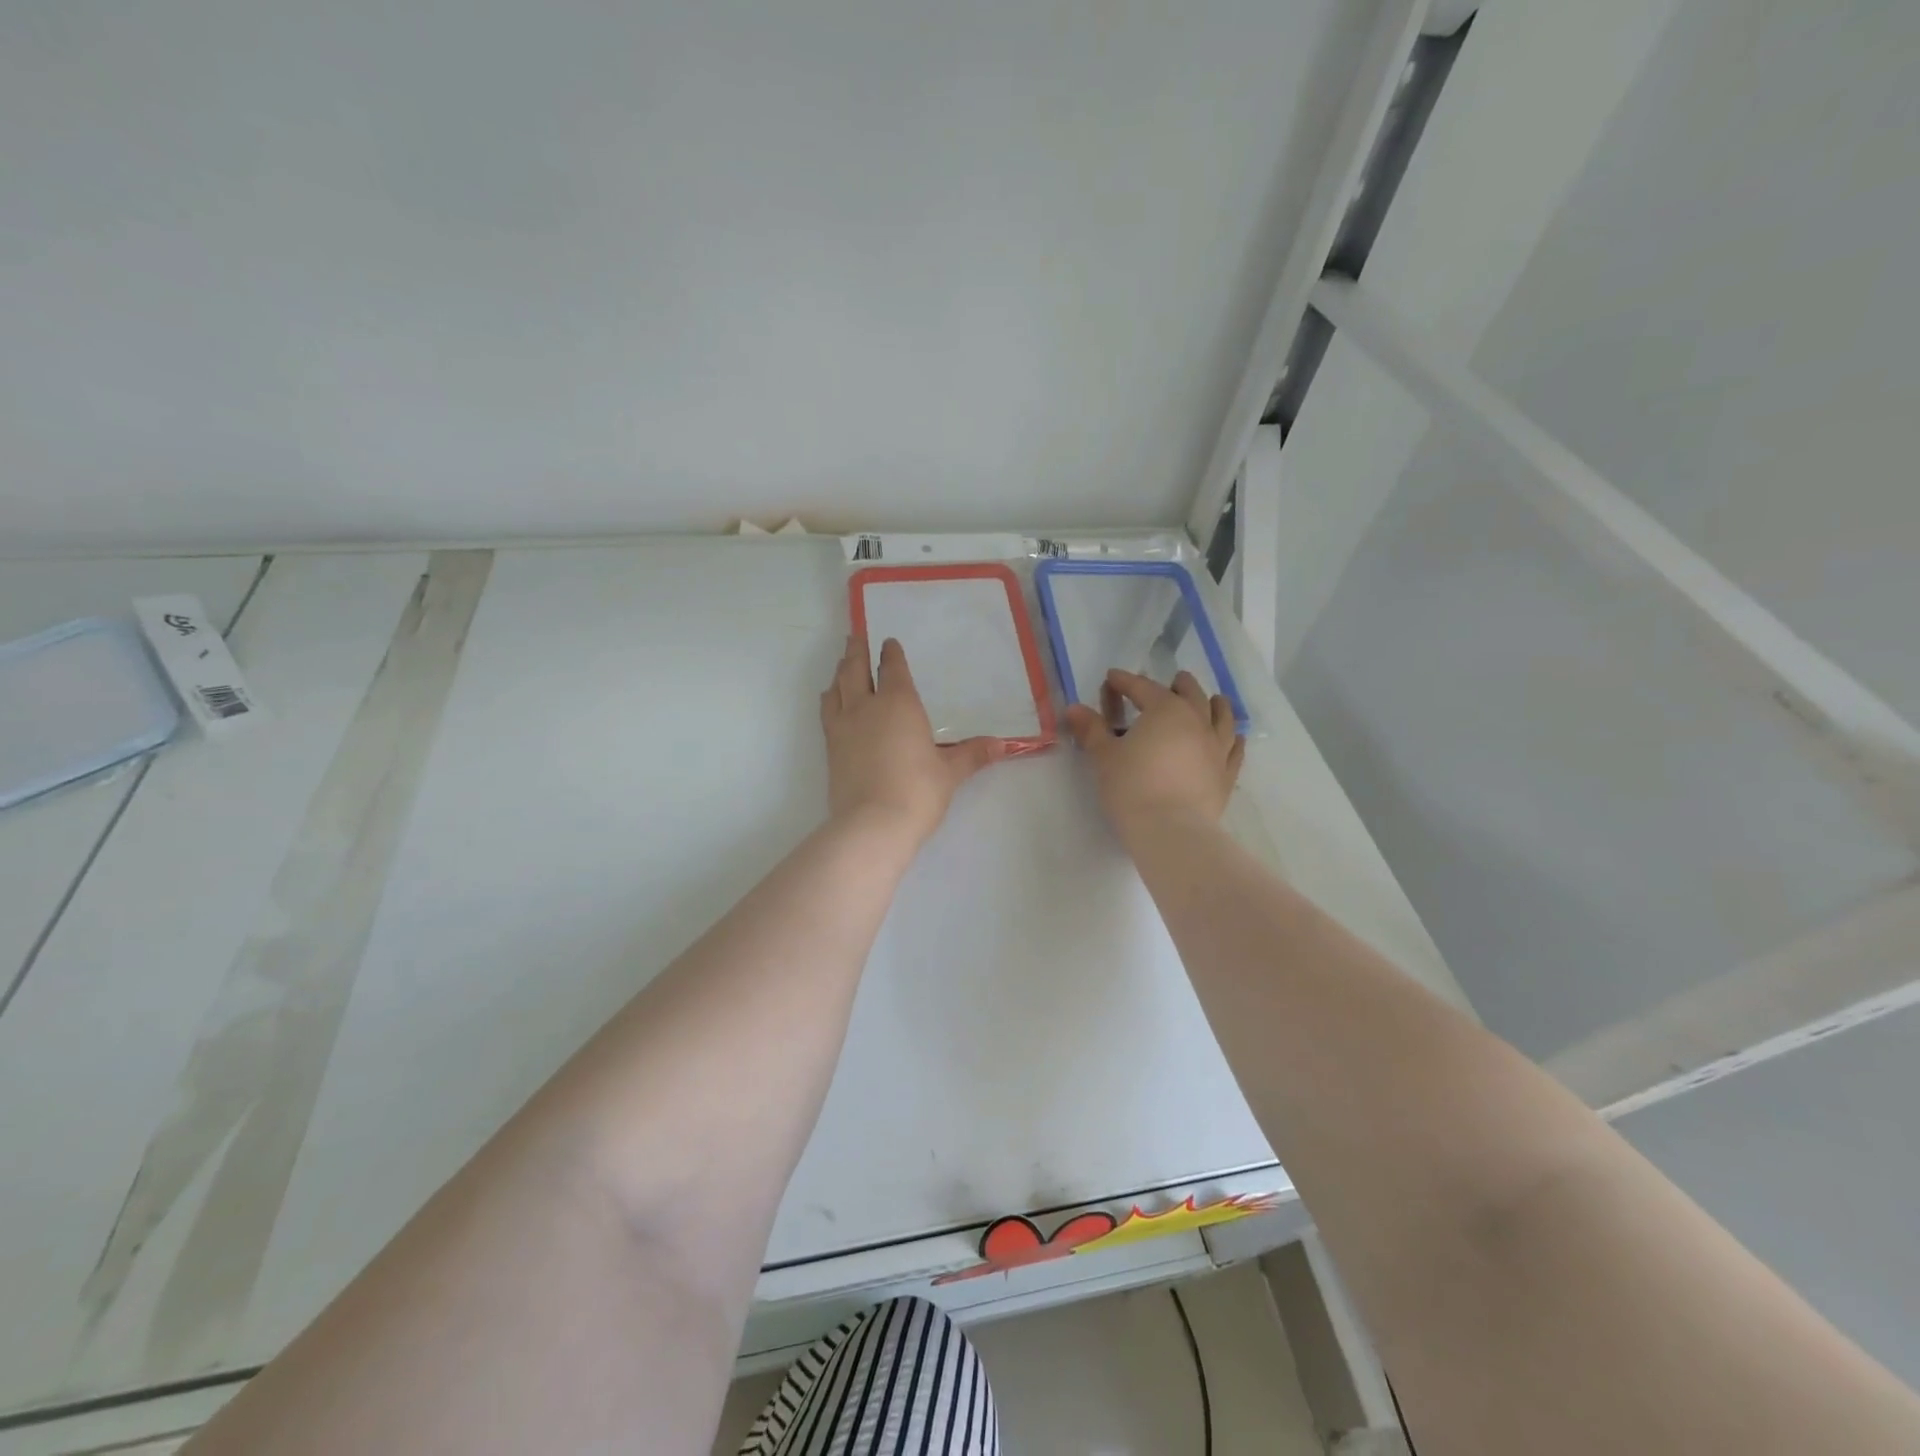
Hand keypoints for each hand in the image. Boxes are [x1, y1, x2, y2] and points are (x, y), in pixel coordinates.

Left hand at [820, 634, 1004, 845]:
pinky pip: (827, 712)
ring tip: (842, 666)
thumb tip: (1001, 745)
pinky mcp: (830, 748)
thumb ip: (972, 754)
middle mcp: (866, 706)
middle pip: (856, 669)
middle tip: (856, 637)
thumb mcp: (950, 772)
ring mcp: (843, 726)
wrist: (872, 824)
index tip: (888, 642)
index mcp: (899, 703)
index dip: (891, 653)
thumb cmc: (918, 791)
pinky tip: (832, 702)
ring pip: (837, 688)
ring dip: (840, 672)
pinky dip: (830, 699)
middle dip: (857, 651)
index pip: (893, 669)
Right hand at [1064, 669, 1244, 841]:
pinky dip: (1233, 739)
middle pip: (1190, 694)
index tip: (1112, 677)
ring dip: (1215, 705)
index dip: (1125, 681)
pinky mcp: (1226, 774)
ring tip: (1213, 700)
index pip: (1142, 688)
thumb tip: (1074, 708)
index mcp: (1165, 710)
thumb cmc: (1132, 787)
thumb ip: (1091, 730)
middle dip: (1179, 685)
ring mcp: (1216, 748)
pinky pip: (1235, 750)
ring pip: (1222, 717)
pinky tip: (1235, 737)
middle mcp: (1196, 721)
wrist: (1170, 830)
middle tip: (1172, 681)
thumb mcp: (1104, 756)